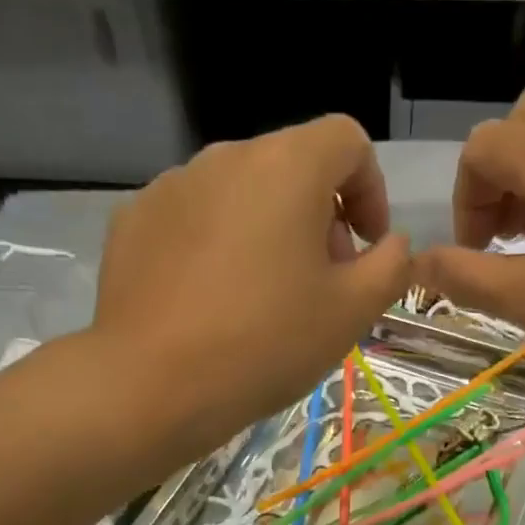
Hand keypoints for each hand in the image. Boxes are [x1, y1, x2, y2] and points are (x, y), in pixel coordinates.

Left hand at [88, 116, 409, 449]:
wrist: (152, 384)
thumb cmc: (266, 343)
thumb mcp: (352, 313)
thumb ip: (390, 266)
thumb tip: (390, 244)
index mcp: (286, 166)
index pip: (347, 140)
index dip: (372, 189)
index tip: (366, 246)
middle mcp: (225, 157)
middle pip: (292, 165)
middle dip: (320, 215)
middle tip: (321, 281)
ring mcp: (171, 186)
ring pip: (240, 192)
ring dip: (268, 229)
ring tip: (263, 296)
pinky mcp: (133, 220)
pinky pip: (194, 218)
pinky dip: (217, 244)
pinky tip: (210, 301)